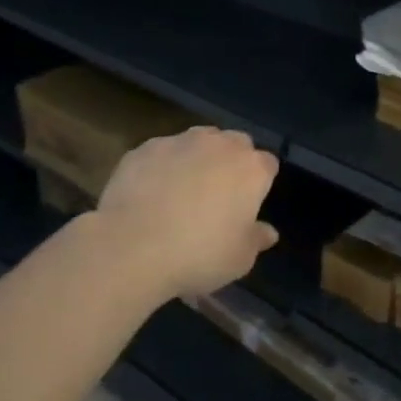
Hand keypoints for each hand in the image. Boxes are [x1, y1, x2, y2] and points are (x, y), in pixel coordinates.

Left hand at [88, 127, 279, 300]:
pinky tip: (150, 192)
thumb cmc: (198, 254)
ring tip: (182, 189)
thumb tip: (268, 232)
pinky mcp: (146, 148)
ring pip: (199, 140)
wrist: (131, 247)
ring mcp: (181, 142)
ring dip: (198, 157)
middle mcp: (220, 145)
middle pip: (236, 143)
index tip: (249, 203)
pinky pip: (163, 152)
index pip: (268, 164)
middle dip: (232, 161)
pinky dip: (163, 165)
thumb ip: (256, 240)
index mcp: (251, 169)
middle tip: (219, 194)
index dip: (260, 182)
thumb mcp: (239, 259)